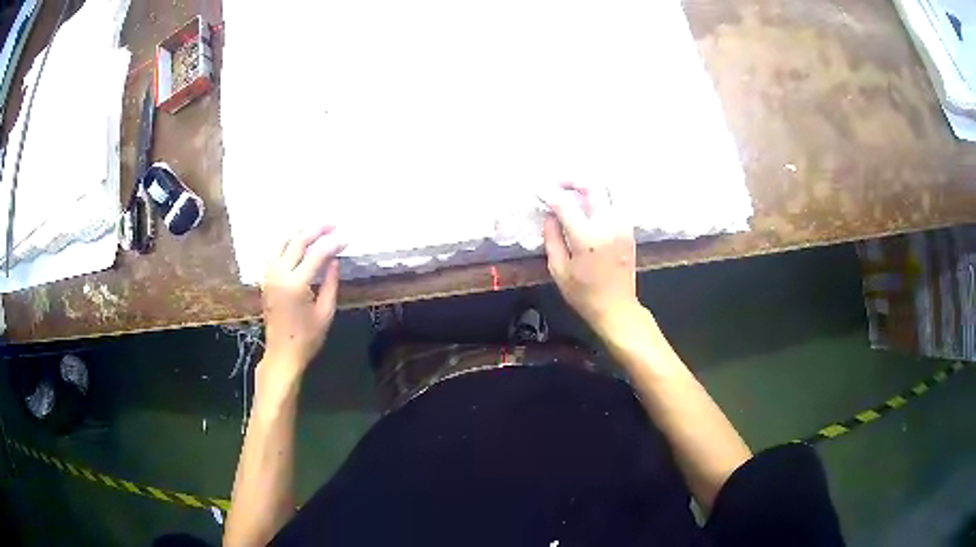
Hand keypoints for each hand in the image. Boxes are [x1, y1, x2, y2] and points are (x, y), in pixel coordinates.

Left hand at [261, 225, 346, 376]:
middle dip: (316, 230)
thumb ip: (331, 284)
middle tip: (332, 224)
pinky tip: (297, 241)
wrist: (282, 354)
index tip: (347, 238)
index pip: (317, 254)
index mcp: (296, 285)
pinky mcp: (265, 279)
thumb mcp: (325, 313)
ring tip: (315, 227)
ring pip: (282, 243)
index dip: (333, 243)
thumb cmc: (307, 338)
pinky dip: (286, 242)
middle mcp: (279, 275)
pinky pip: (275, 252)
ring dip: (299, 232)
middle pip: (298, 242)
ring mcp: (269, 276)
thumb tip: (335, 261)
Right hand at [542, 182, 639, 333]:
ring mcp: (622, 225)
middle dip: (573, 180)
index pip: (565, 204)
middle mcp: (607, 225)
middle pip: (593, 186)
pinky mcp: (629, 230)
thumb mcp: (559, 270)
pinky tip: (590, 206)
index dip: (549, 193)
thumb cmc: (584, 294)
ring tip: (575, 192)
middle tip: (558, 184)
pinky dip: (602, 198)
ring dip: (590, 186)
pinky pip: (616, 203)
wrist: (616, 308)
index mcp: (587, 237)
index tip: (538, 190)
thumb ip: (552, 237)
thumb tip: (550, 215)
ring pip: (609, 190)